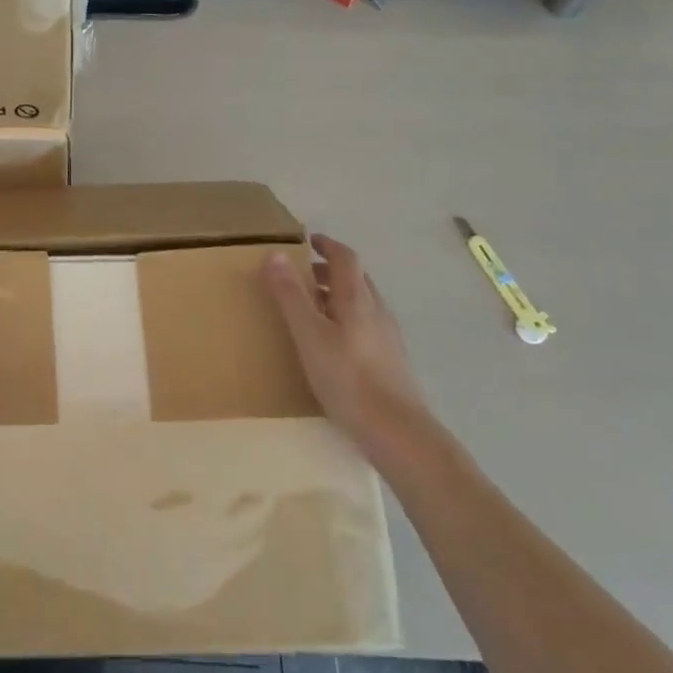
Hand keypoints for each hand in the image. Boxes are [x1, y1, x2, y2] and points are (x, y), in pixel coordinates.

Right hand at [265, 234, 429, 460]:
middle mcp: (377, 310)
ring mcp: (388, 336)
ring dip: (337, 295)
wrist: (398, 432)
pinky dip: (346, 318)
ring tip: (312, 308)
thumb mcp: (309, 335)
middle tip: (302, 275)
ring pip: (362, 303)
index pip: (345, 258)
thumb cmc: (348, 378)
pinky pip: (366, 325)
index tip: (308, 241)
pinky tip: (333, 343)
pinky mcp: (391, 360)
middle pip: (355, 278)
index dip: (327, 245)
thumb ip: (292, 295)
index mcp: (357, 299)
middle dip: (329, 270)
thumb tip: (274, 254)